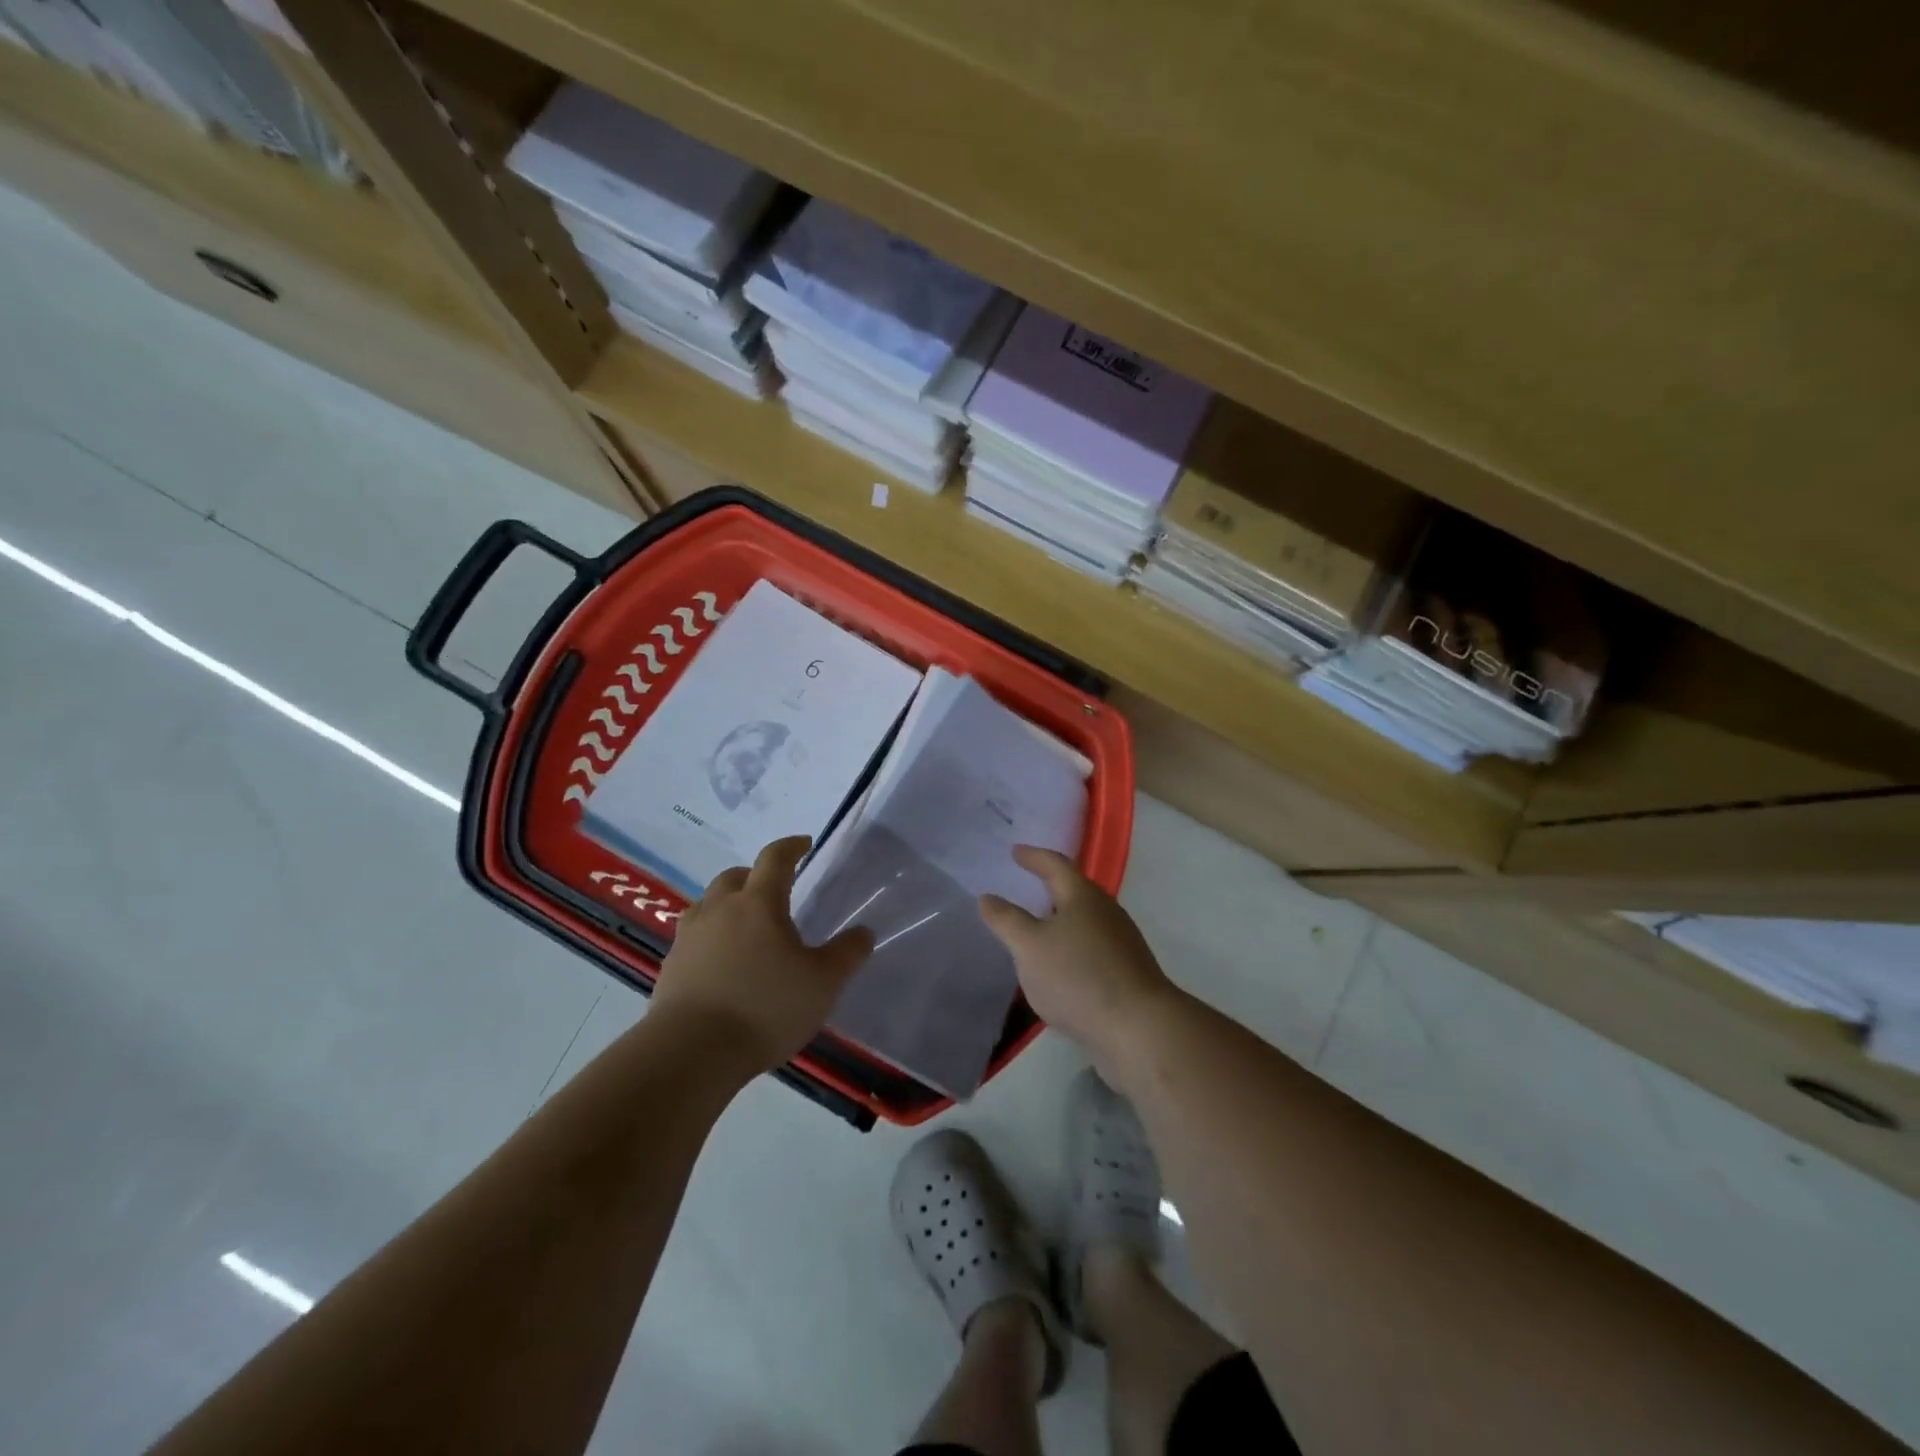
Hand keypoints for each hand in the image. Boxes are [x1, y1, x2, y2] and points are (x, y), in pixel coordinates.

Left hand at [651, 836, 874, 1074]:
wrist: (690, 1053)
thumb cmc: (765, 1008)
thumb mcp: (822, 984)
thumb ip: (846, 955)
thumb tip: (864, 932)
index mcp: (758, 903)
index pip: (774, 859)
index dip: (791, 847)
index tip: (804, 844)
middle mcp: (719, 910)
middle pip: (734, 877)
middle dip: (755, 876)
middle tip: (774, 892)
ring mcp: (689, 938)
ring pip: (708, 905)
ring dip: (728, 906)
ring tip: (746, 928)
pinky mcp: (670, 968)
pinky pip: (693, 938)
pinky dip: (711, 938)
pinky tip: (722, 965)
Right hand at [978, 846, 1178, 1080]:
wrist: (1138, 1030)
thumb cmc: (1078, 977)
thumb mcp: (1030, 947)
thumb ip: (1007, 920)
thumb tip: (988, 896)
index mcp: (1083, 897)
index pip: (1056, 865)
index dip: (1034, 857)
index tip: (1016, 852)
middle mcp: (1107, 912)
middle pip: (1074, 891)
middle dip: (1049, 887)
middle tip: (1025, 886)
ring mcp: (1121, 944)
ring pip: (1084, 922)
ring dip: (1060, 921)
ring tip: (1036, 929)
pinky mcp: (1126, 973)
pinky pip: (1091, 949)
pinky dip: (1070, 948)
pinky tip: (1058, 968)